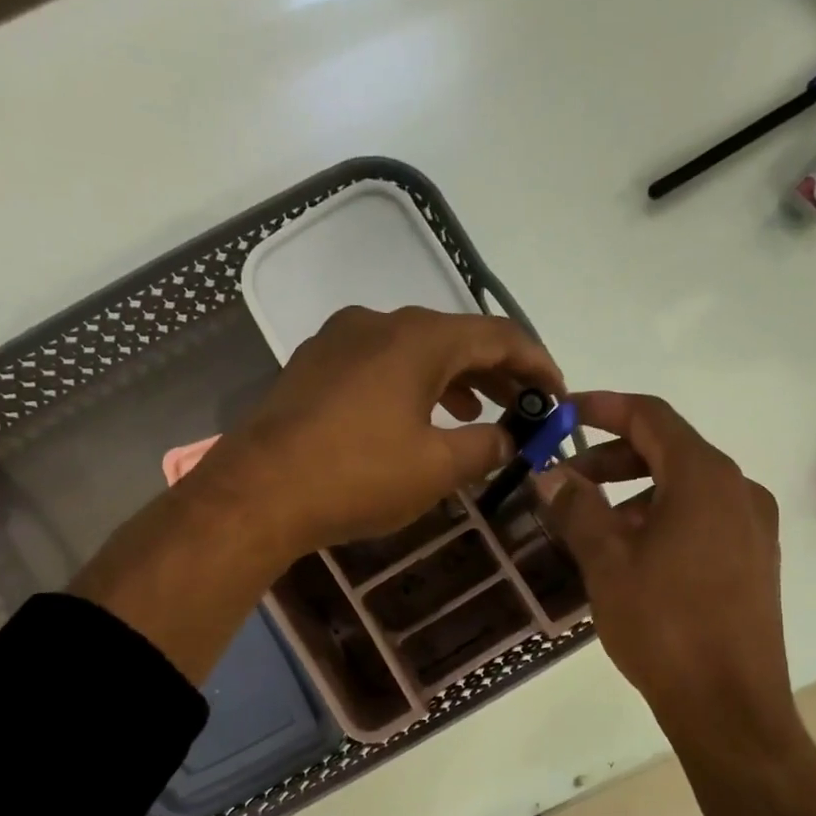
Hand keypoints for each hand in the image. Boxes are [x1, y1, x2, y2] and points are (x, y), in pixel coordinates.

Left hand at [199, 305, 564, 554]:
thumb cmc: (357, 476)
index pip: (499, 335)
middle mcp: (380, 322)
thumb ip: (485, 447)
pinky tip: (418, 416)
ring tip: (480, 413)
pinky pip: (381, 364)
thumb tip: (510, 439)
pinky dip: (414, 385)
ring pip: (416, 350)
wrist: (258, 493)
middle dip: (498, 373)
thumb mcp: (436, 468)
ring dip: (456, 379)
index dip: (537, 364)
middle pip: (457, 338)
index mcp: (419, 337)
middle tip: (526, 406)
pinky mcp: (315, 365)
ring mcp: (340, 340)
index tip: (557, 395)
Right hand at [535, 392, 795, 745]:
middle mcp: (739, 490)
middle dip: (613, 457)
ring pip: (685, 488)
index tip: (563, 414)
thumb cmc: (664, 625)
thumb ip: (577, 508)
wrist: (729, 705)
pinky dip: (662, 518)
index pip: (651, 416)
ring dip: (635, 492)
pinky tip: (631, 554)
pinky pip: (703, 518)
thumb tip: (550, 473)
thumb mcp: (607, 562)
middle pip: (669, 450)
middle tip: (566, 480)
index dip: (604, 408)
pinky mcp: (756, 560)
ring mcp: (754, 526)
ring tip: (592, 526)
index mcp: (705, 478)